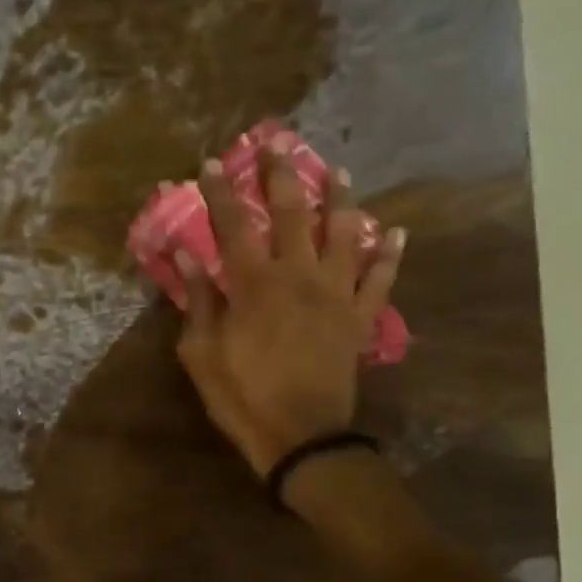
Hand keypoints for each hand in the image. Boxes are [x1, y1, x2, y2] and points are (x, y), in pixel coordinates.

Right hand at [174, 151, 404, 476]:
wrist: (301, 436)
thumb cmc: (242, 395)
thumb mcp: (201, 352)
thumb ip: (198, 300)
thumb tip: (186, 255)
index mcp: (255, 283)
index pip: (234, 224)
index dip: (221, 192)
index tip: (212, 164)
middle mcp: (299, 276)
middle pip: (293, 213)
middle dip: (282, 176)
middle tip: (276, 146)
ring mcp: (336, 294)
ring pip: (344, 233)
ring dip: (341, 199)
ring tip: (338, 172)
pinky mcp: (359, 318)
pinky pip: (380, 279)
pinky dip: (389, 255)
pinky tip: (396, 233)